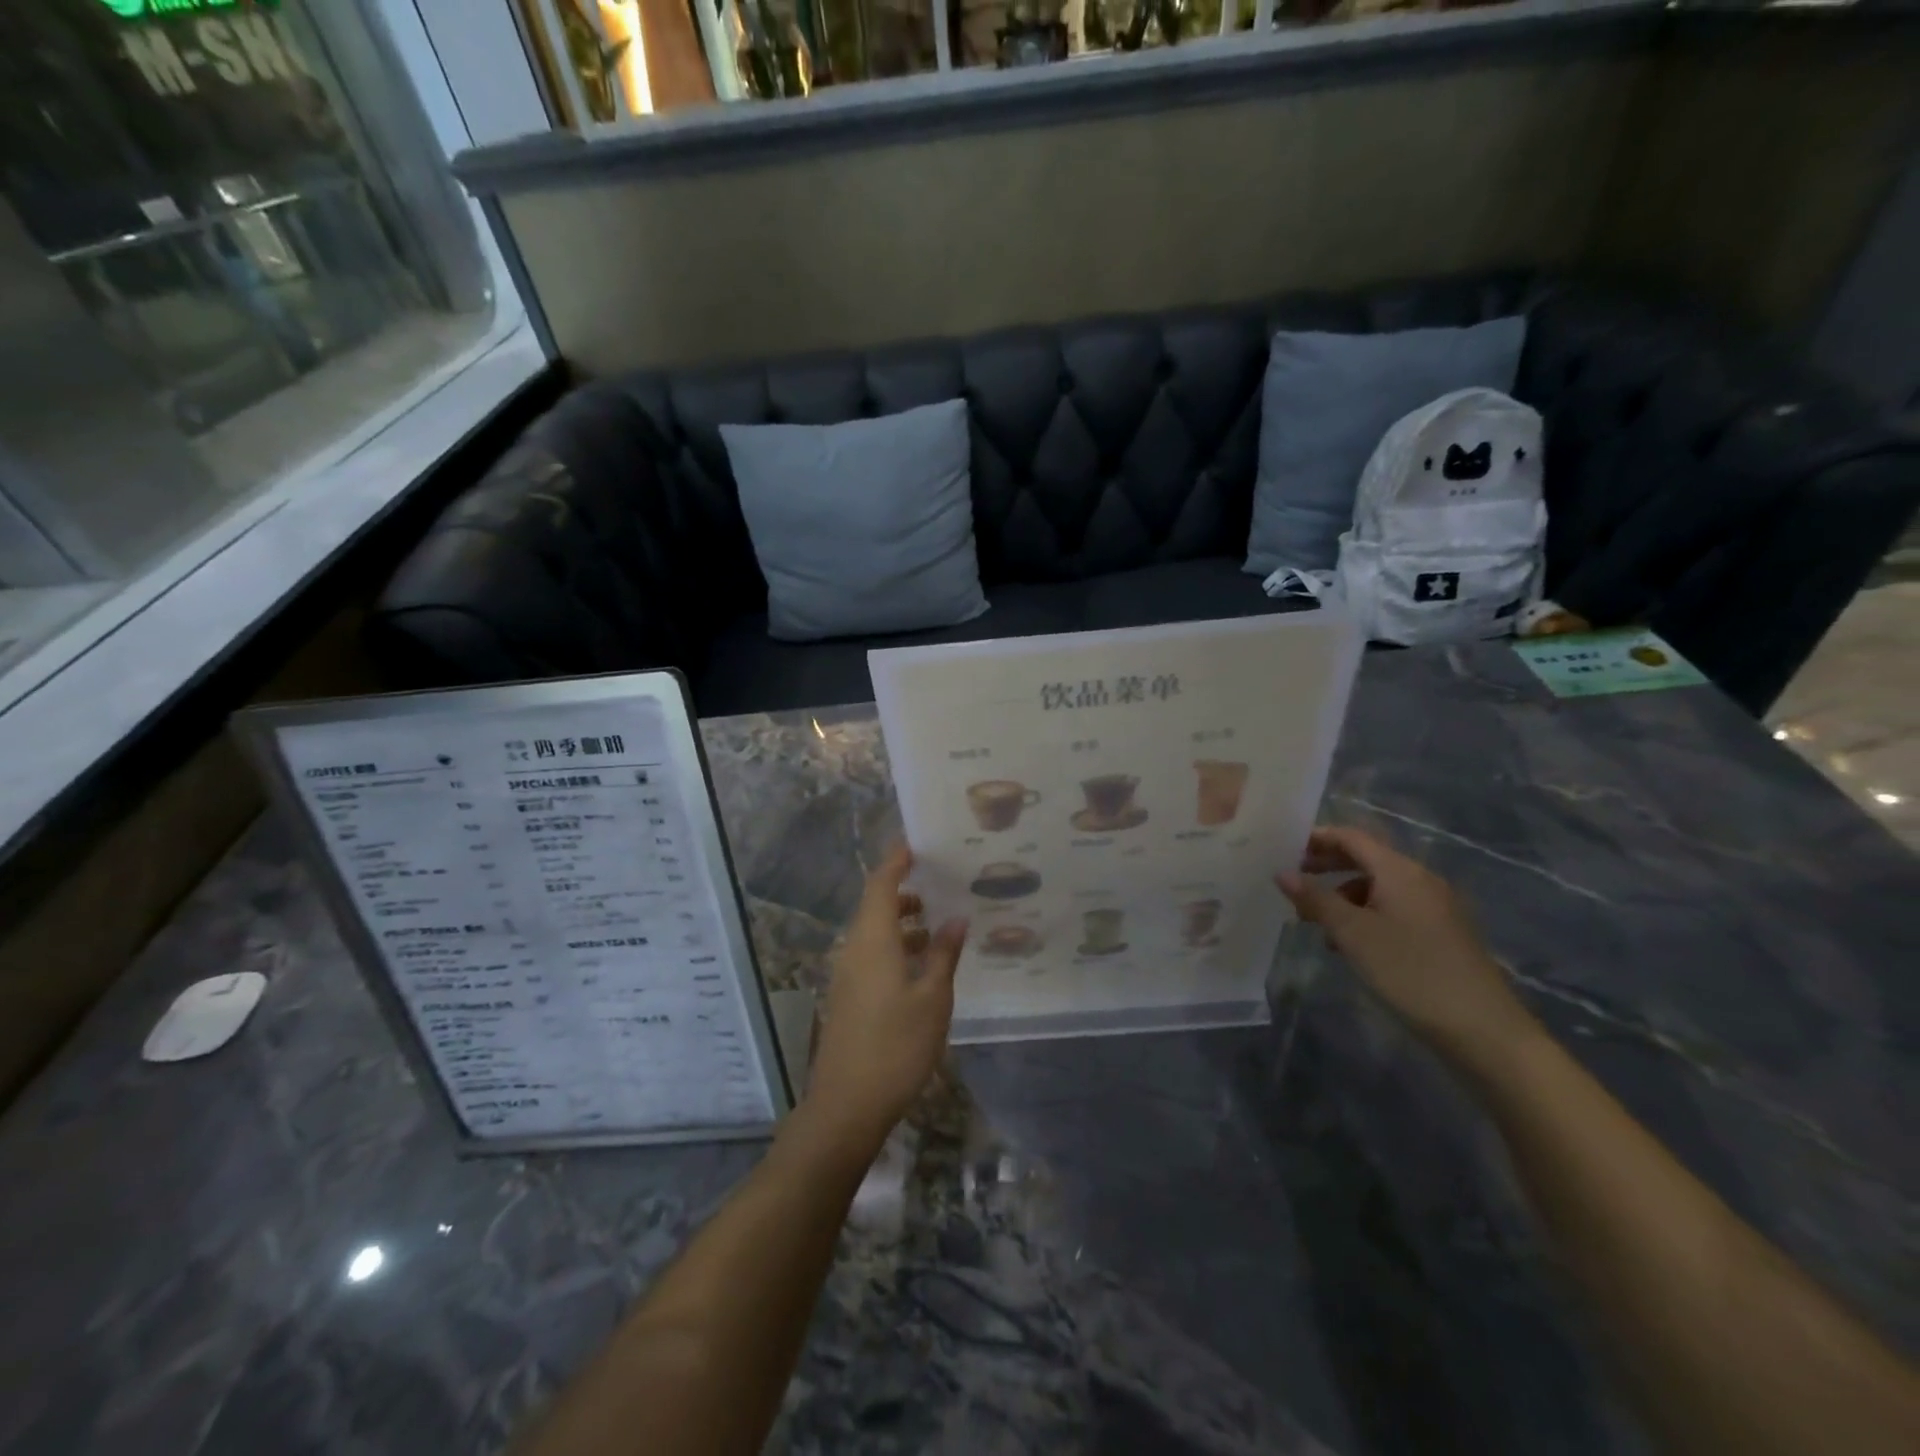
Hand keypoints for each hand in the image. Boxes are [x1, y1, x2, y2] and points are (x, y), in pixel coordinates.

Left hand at [805, 845, 966, 1147]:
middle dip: (906, 890)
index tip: (918, 842)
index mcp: (872, 940)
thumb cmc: (896, 1046)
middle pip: (876, 905)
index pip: (882, 884)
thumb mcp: (932, 999)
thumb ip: (943, 954)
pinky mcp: (848, 995)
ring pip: (874, 931)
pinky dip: (896, 945)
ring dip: (903, 921)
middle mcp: (854, 948)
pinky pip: (872, 953)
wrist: (847, 1104)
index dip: (897, 860)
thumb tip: (956, 919)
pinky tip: (923, 963)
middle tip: (941, 881)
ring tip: (939, 923)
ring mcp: (847, 973)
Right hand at [1276, 826, 1536, 1064]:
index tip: (1284, 850)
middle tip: (1293, 883)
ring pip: (1379, 886)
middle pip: (1366, 858)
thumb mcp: (1353, 934)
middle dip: (1327, 866)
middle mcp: (1420, 879)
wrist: (1483, 1029)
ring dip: (1343, 895)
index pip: (1352, 837)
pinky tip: (1351, 945)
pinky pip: (1395, 908)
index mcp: (1400, 871)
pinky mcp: (1442, 933)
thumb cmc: (1411, 972)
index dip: (1317, 839)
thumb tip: (1283, 873)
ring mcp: (1435, 907)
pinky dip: (1366, 914)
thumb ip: (1316, 900)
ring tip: (1316, 923)